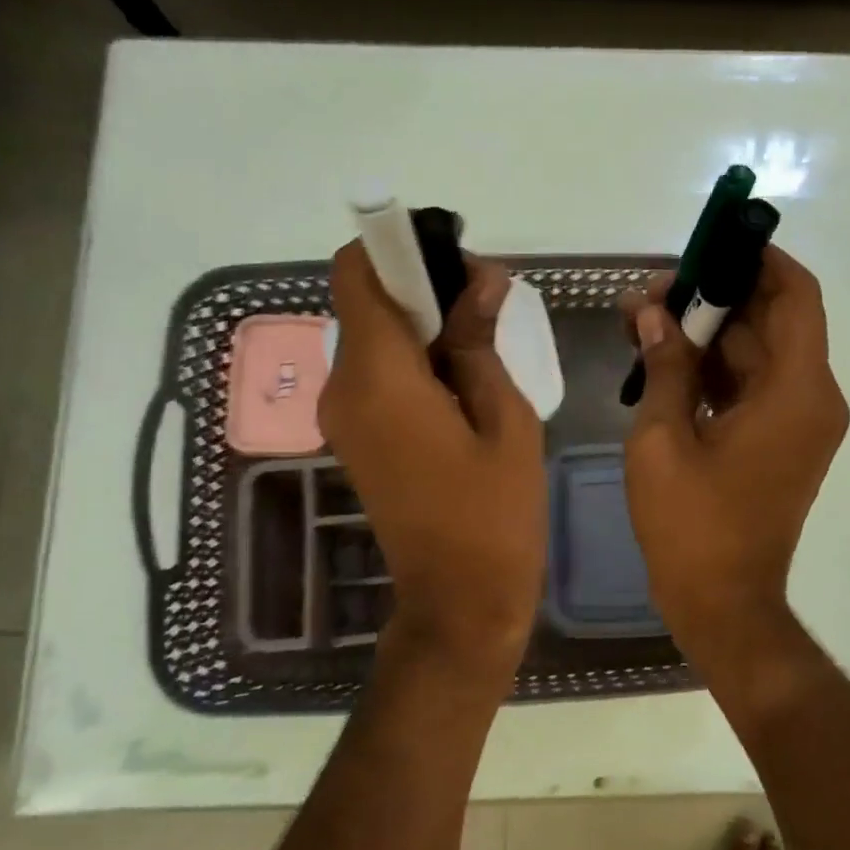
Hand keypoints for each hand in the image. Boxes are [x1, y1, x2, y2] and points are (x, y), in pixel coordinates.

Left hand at [318, 241, 545, 677]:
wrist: (459, 601)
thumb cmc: (495, 514)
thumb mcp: (506, 419)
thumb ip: (482, 341)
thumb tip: (480, 280)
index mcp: (378, 378)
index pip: (356, 273)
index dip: (396, 249)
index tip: (452, 257)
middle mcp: (343, 388)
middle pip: (364, 302)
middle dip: (420, 287)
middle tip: (486, 301)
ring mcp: (343, 417)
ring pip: (371, 338)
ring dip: (420, 325)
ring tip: (483, 341)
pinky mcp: (356, 439)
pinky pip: (375, 375)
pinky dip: (412, 360)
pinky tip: (462, 380)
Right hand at [619, 246, 848, 667]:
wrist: (723, 604)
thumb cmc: (691, 524)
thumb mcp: (662, 438)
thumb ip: (663, 366)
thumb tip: (651, 312)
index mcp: (796, 391)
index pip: (795, 295)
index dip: (759, 259)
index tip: (712, 243)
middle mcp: (812, 399)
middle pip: (772, 322)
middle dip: (714, 298)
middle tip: (652, 291)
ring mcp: (800, 424)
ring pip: (758, 356)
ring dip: (709, 336)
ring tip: (644, 321)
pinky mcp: (782, 445)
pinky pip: (754, 389)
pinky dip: (716, 372)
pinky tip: (665, 363)